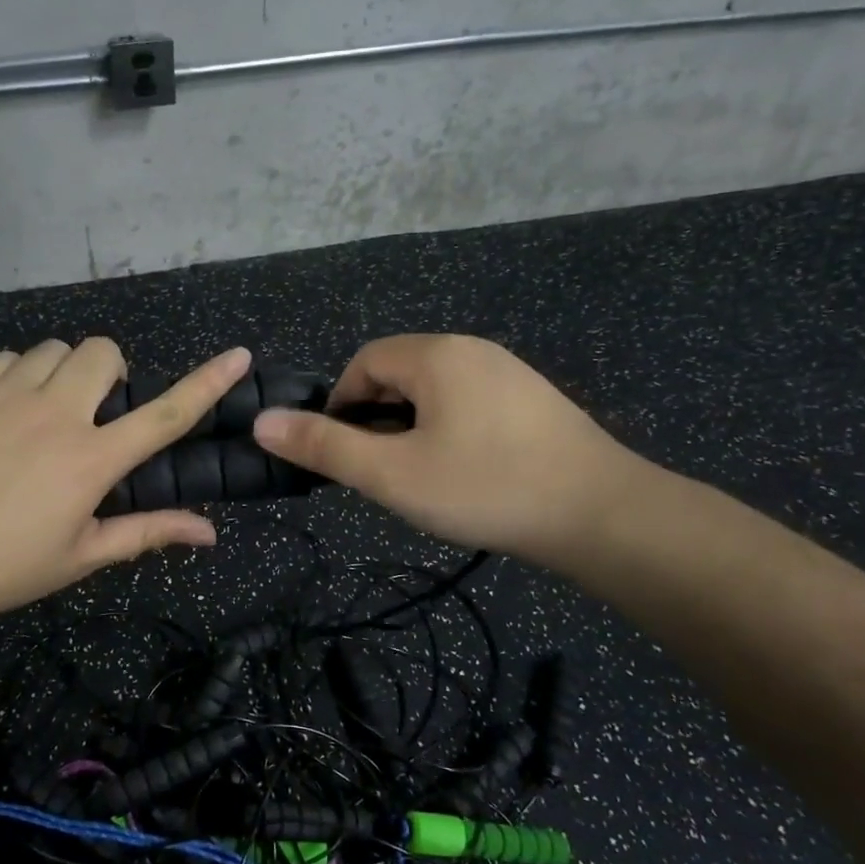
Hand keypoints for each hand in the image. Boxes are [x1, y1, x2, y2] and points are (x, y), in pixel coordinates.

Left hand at [0, 339, 251, 629]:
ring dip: (63, 373)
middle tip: (94, 411)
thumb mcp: (79, 557)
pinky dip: (16, 375)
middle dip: (111, 372)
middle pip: (103, 353)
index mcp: (91, 459)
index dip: (208, 382)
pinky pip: (5, 358)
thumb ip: (147, 533)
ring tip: (44, 411)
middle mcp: (56, 413)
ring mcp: (5, 394)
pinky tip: (2, 410)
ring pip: (53, 349)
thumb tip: (208, 532)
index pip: (166, 413)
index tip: (238, 355)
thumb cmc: (0, 566)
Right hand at [252, 334, 644, 571]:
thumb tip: (263, 422)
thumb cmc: (485, 487)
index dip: (340, 405)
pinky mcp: (534, 400)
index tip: (344, 454)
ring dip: (413, 427)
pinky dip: (450, 430)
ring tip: (422, 478)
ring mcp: (509, 372)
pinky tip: (467, 474)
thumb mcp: (392, 474)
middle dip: (377, 418)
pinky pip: (470, 403)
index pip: (363, 362)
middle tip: (383, 472)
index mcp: (435, 355)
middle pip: (399, 373)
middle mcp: (472, 349)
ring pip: (435, 391)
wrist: (601, 514)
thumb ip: (325, 447)